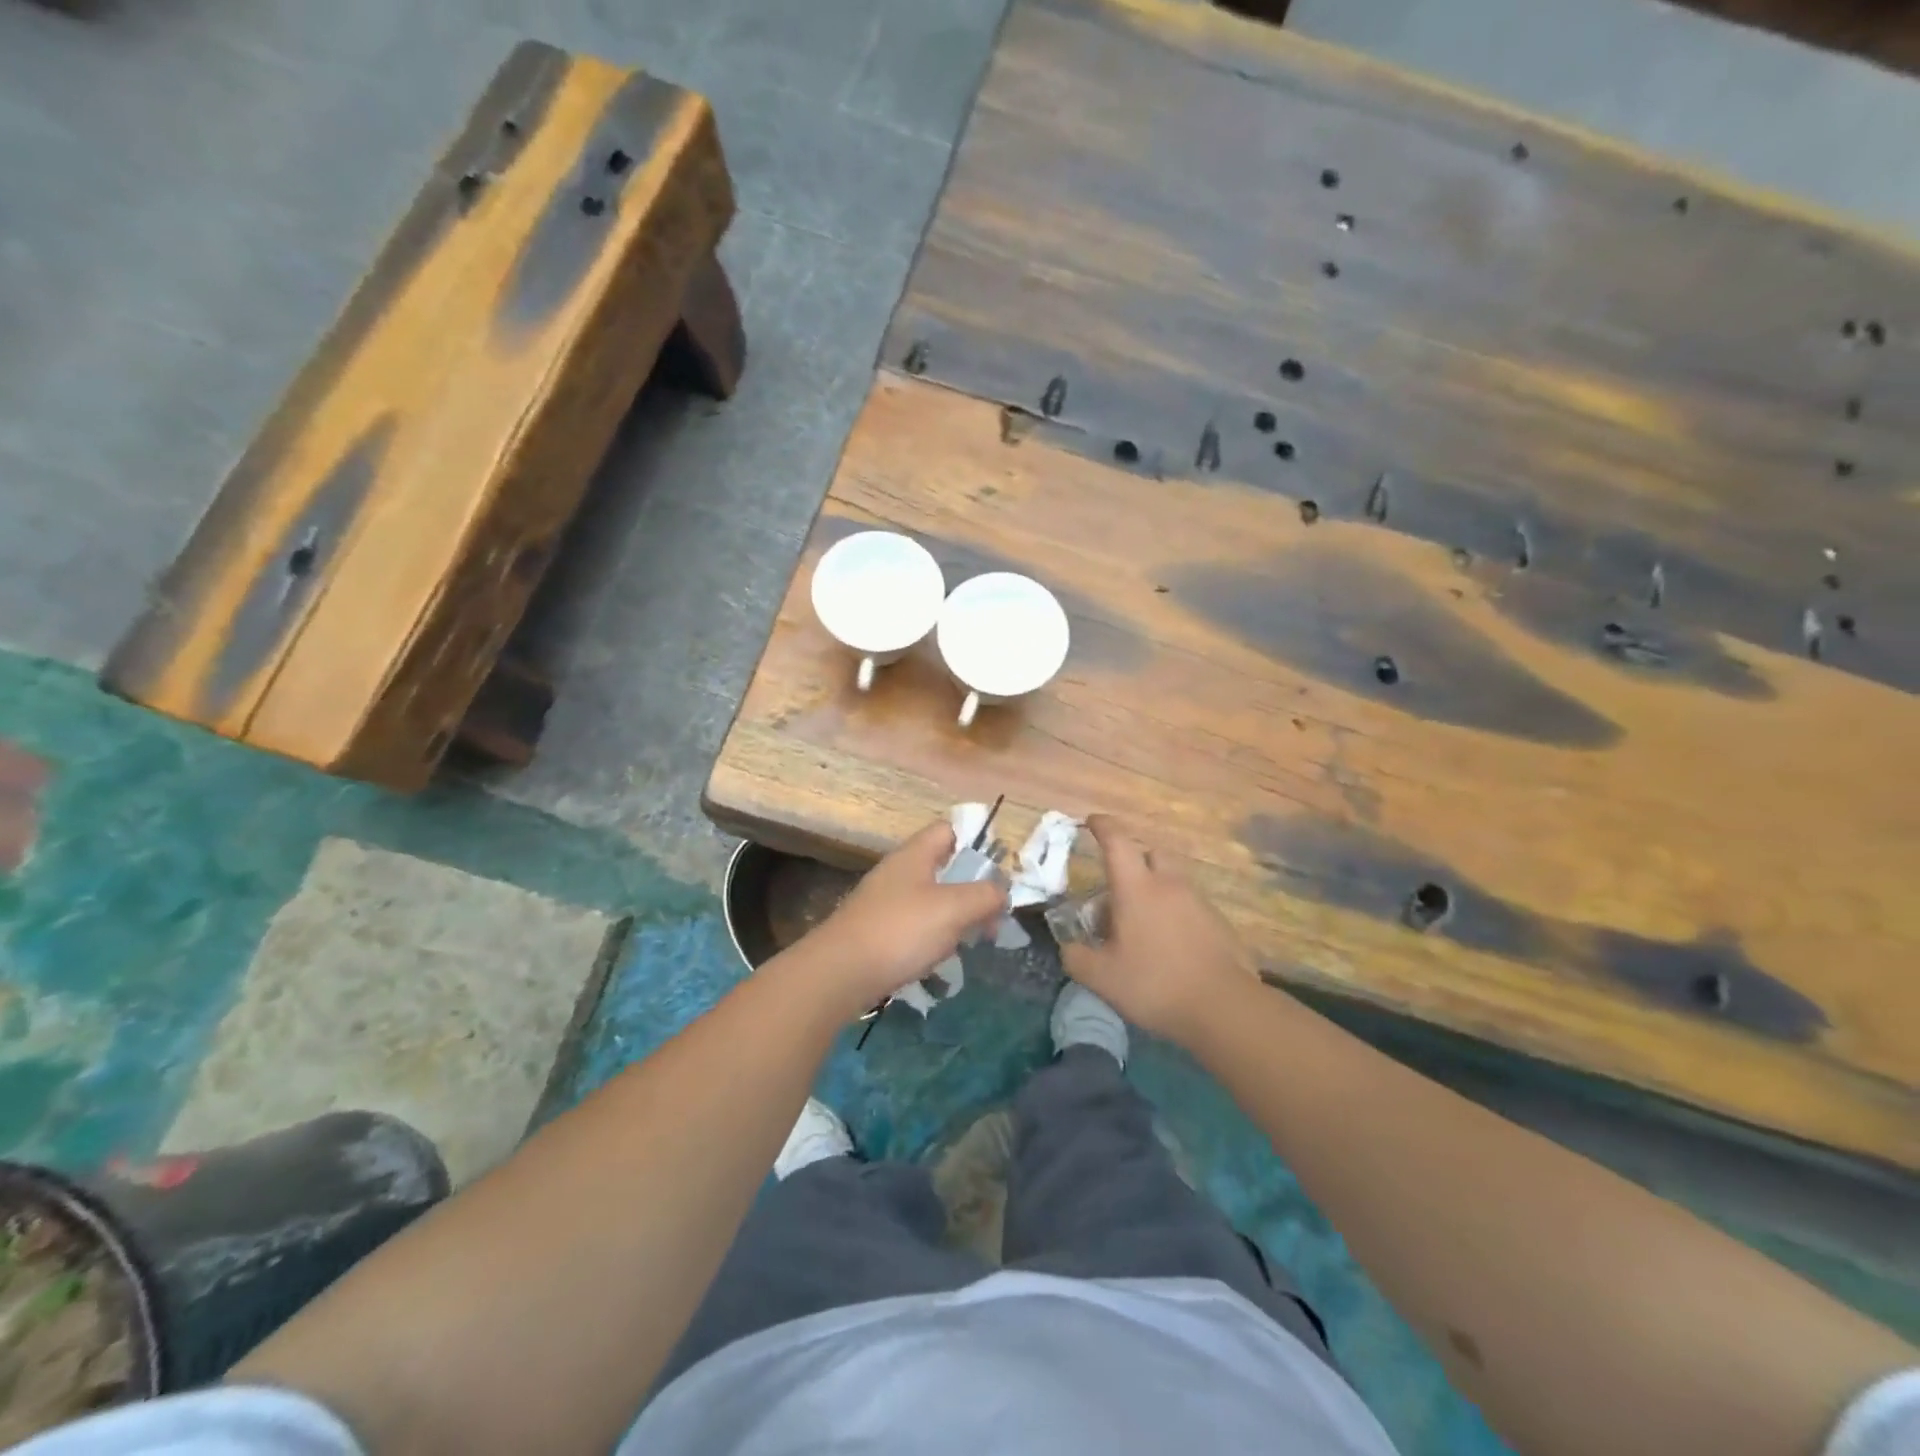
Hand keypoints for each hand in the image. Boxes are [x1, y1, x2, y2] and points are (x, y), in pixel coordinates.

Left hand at [803, 820, 1009, 1014]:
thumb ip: (985, 895)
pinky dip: (932, 938)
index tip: (997, 871)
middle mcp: (898, 872)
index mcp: (915, 855)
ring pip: (930, 899)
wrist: (839, 973)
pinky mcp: (876, 932)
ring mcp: (884, 902)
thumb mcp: (954, 909)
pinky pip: (914, 926)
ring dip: (954, 917)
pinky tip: (938, 960)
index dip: (975, 843)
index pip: (948, 830)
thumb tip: (1001, 892)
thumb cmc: (900, 931)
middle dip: (971, 890)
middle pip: (942, 868)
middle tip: (992, 918)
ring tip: (971, 942)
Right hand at [1061, 814, 1256, 1045]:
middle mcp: (1169, 884)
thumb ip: (1076, 958)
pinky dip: (1176, 912)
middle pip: (1152, 852)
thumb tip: (1068, 947)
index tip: (1091, 821)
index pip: (1116, 842)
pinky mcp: (1219, 923)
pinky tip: (1170, 944)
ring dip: (1156, 888)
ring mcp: (1198, 902)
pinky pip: (1190, 904)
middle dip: (1134, 859)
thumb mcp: (1101, 978)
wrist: (1224, 1008)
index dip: (1102, 826)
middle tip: (1119, 887)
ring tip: (1143, 923)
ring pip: (1173, 879)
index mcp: (1137, 888)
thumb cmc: (1155, 984)